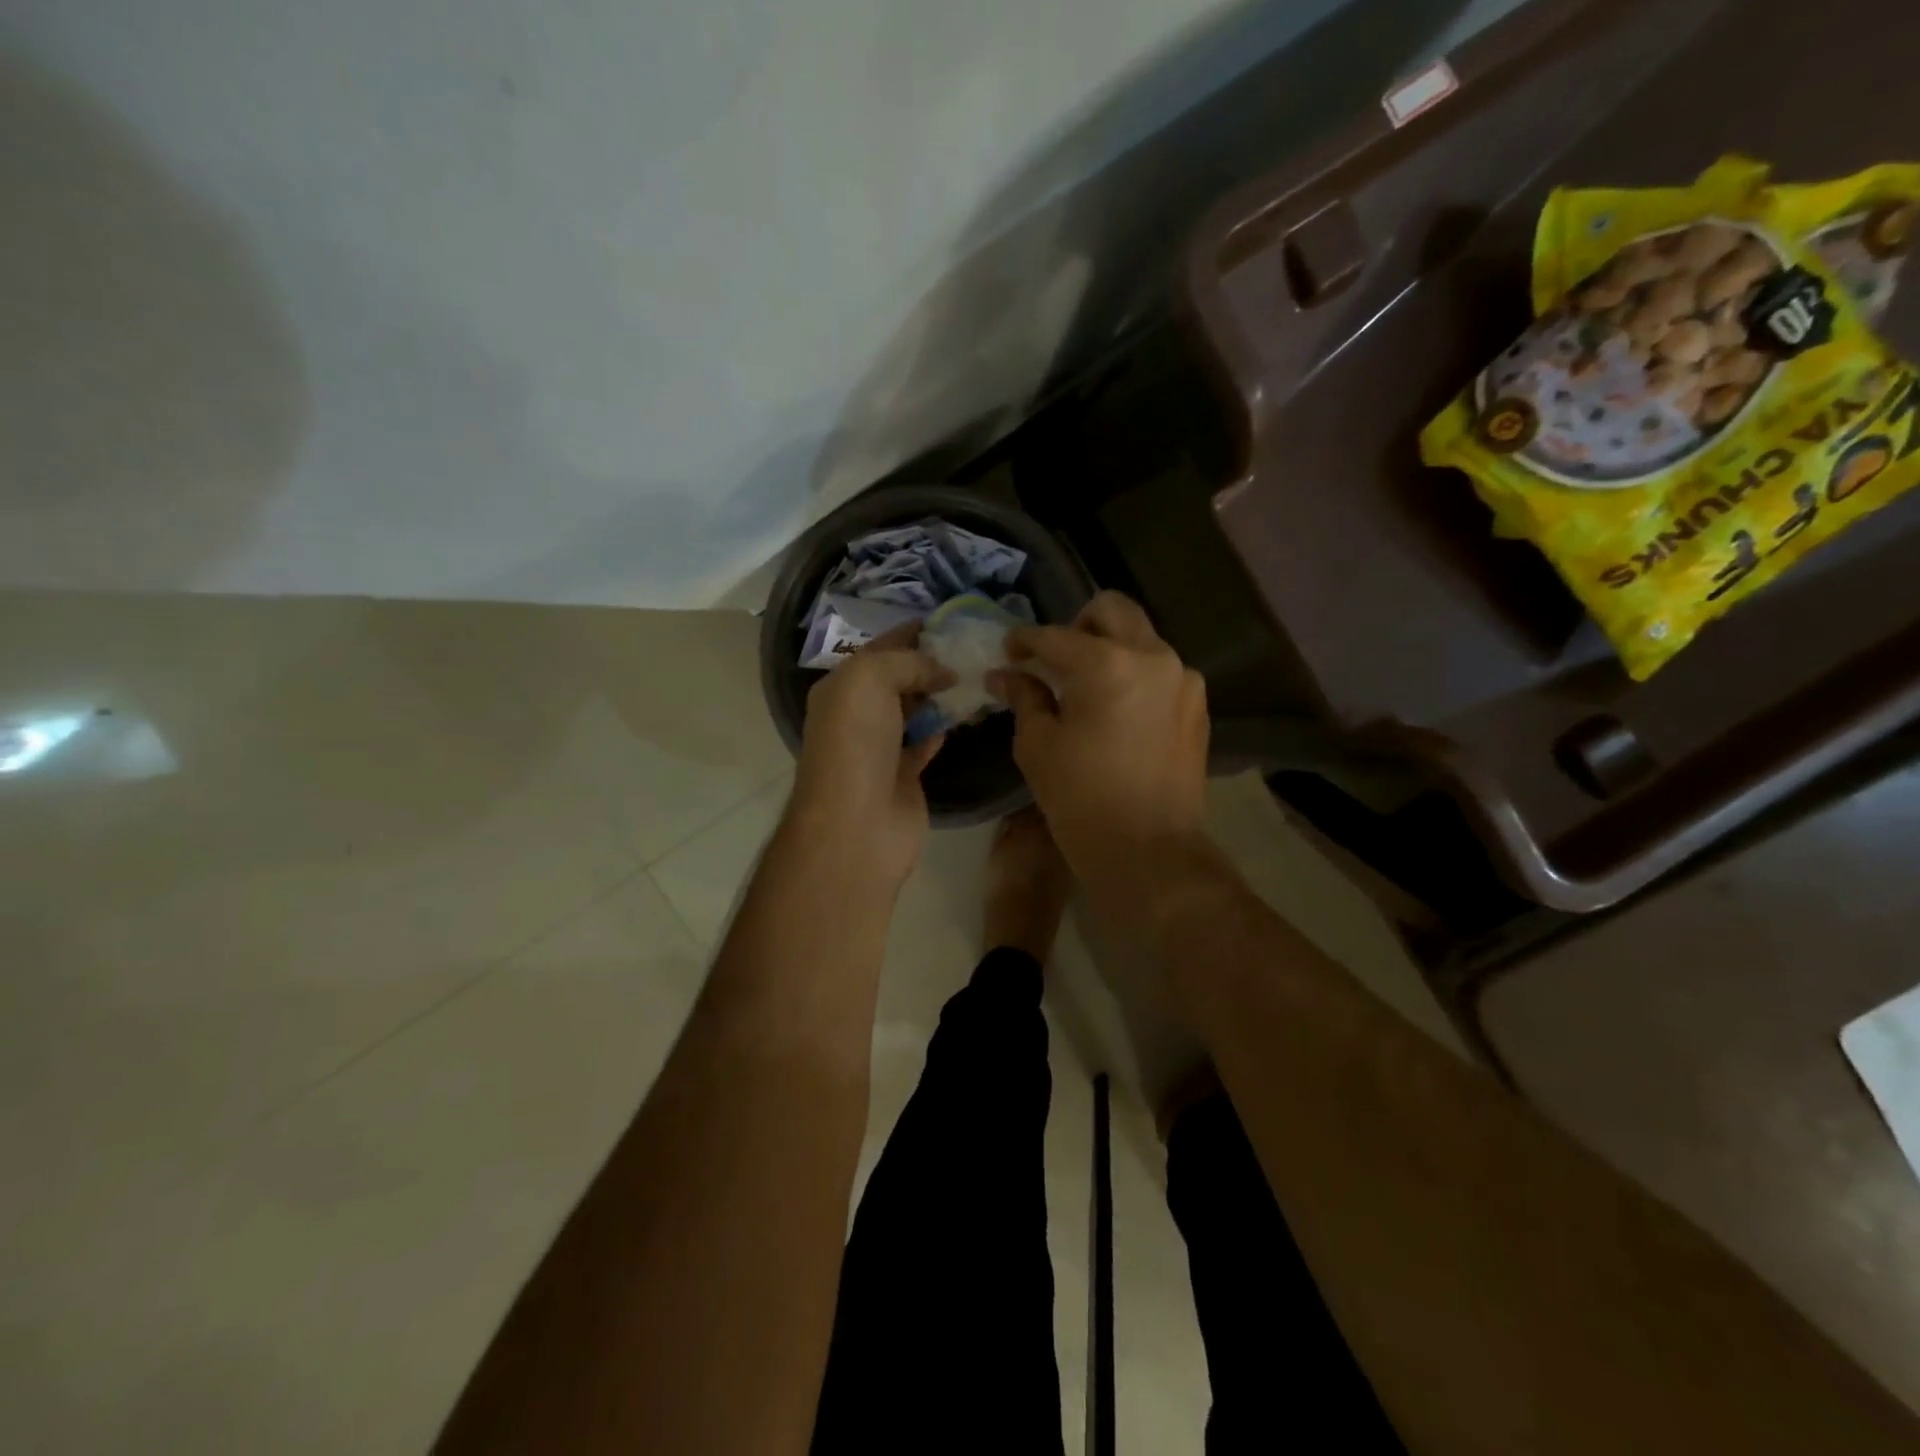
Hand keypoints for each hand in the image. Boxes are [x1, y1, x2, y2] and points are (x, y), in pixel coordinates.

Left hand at [790, 624, 953, 889]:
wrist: (857, 823)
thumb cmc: (856, 743)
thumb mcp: (871, 679)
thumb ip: (907, 661)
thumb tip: (944, 670)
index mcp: (841, 686)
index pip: (881, 647)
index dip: (914, 631)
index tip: (954, 620)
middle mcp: (858, 714)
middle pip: (900, 677)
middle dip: (932, 661)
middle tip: (976, 646)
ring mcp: (881, 747)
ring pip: (916, 709)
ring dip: (942, 693)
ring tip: (980, 672)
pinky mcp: (905, 775)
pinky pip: (926, 741)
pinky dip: (943, 726)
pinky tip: (967, 711)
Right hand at [990, 592, 1209, 895]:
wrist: (1149, 849)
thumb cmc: (1081, 799)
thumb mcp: (1038, 746)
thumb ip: (1024, 697)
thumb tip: (1005, 675)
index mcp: (1107, 664)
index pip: (1055, 636)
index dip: (1024, 641)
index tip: (1008, 651)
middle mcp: (1152, 657)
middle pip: (1112, 610)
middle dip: (1077, 624)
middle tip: (1056, 658)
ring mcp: (1182, 679)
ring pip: (1141, 637)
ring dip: (1110, 648)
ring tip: (1087, 686)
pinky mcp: (1197, 705)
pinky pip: (1161, 670)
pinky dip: (1135, 674)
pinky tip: (1118, 710)